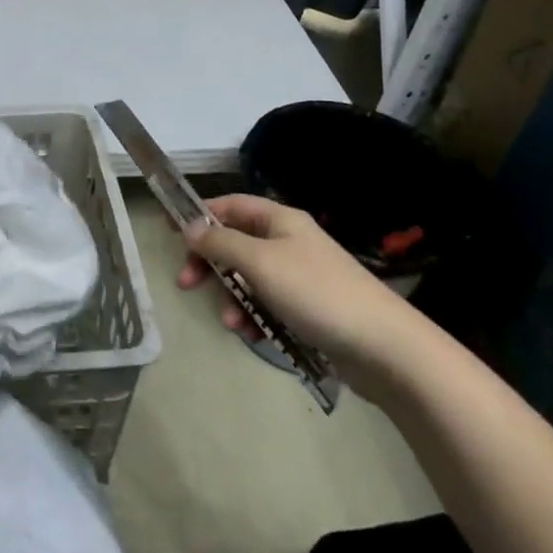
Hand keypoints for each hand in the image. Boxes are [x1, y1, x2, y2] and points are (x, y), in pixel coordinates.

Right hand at [178, 195, 430, 391]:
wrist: (383, 346)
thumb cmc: (315, 292)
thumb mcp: (259, 263)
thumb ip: (220, 243)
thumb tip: (190, 226)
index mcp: (280, 220)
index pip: (231, 205)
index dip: (200, 214)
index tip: (169, 229)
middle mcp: (289, 242)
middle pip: (236, 244)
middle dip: (210, 264)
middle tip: (186, 283)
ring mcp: (300, 276)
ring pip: (249, 279)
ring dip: (232, 298)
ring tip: (231, 323)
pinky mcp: (308, 309)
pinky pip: (268, 306)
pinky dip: (255, 318)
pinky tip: (253, 337)